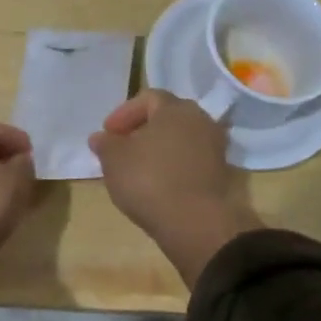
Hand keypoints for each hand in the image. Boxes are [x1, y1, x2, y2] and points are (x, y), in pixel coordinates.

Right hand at [89, 90, 261, 285]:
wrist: (195, 222)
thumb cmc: (149, 180)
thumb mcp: (114, 160)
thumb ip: (105, 144)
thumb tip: (101, 138)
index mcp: (176, 108)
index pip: (148, 97)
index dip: (124, 113)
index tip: (108, 133)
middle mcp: (200, 120)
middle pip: (167, 117)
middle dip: (142, 129)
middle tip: (122, 147)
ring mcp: (214, 148)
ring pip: (179, 140)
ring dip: (158, 149)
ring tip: (137, 168)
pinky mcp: (219, 174)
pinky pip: (189, 161)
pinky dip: (172, 166)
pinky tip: (156, 184)